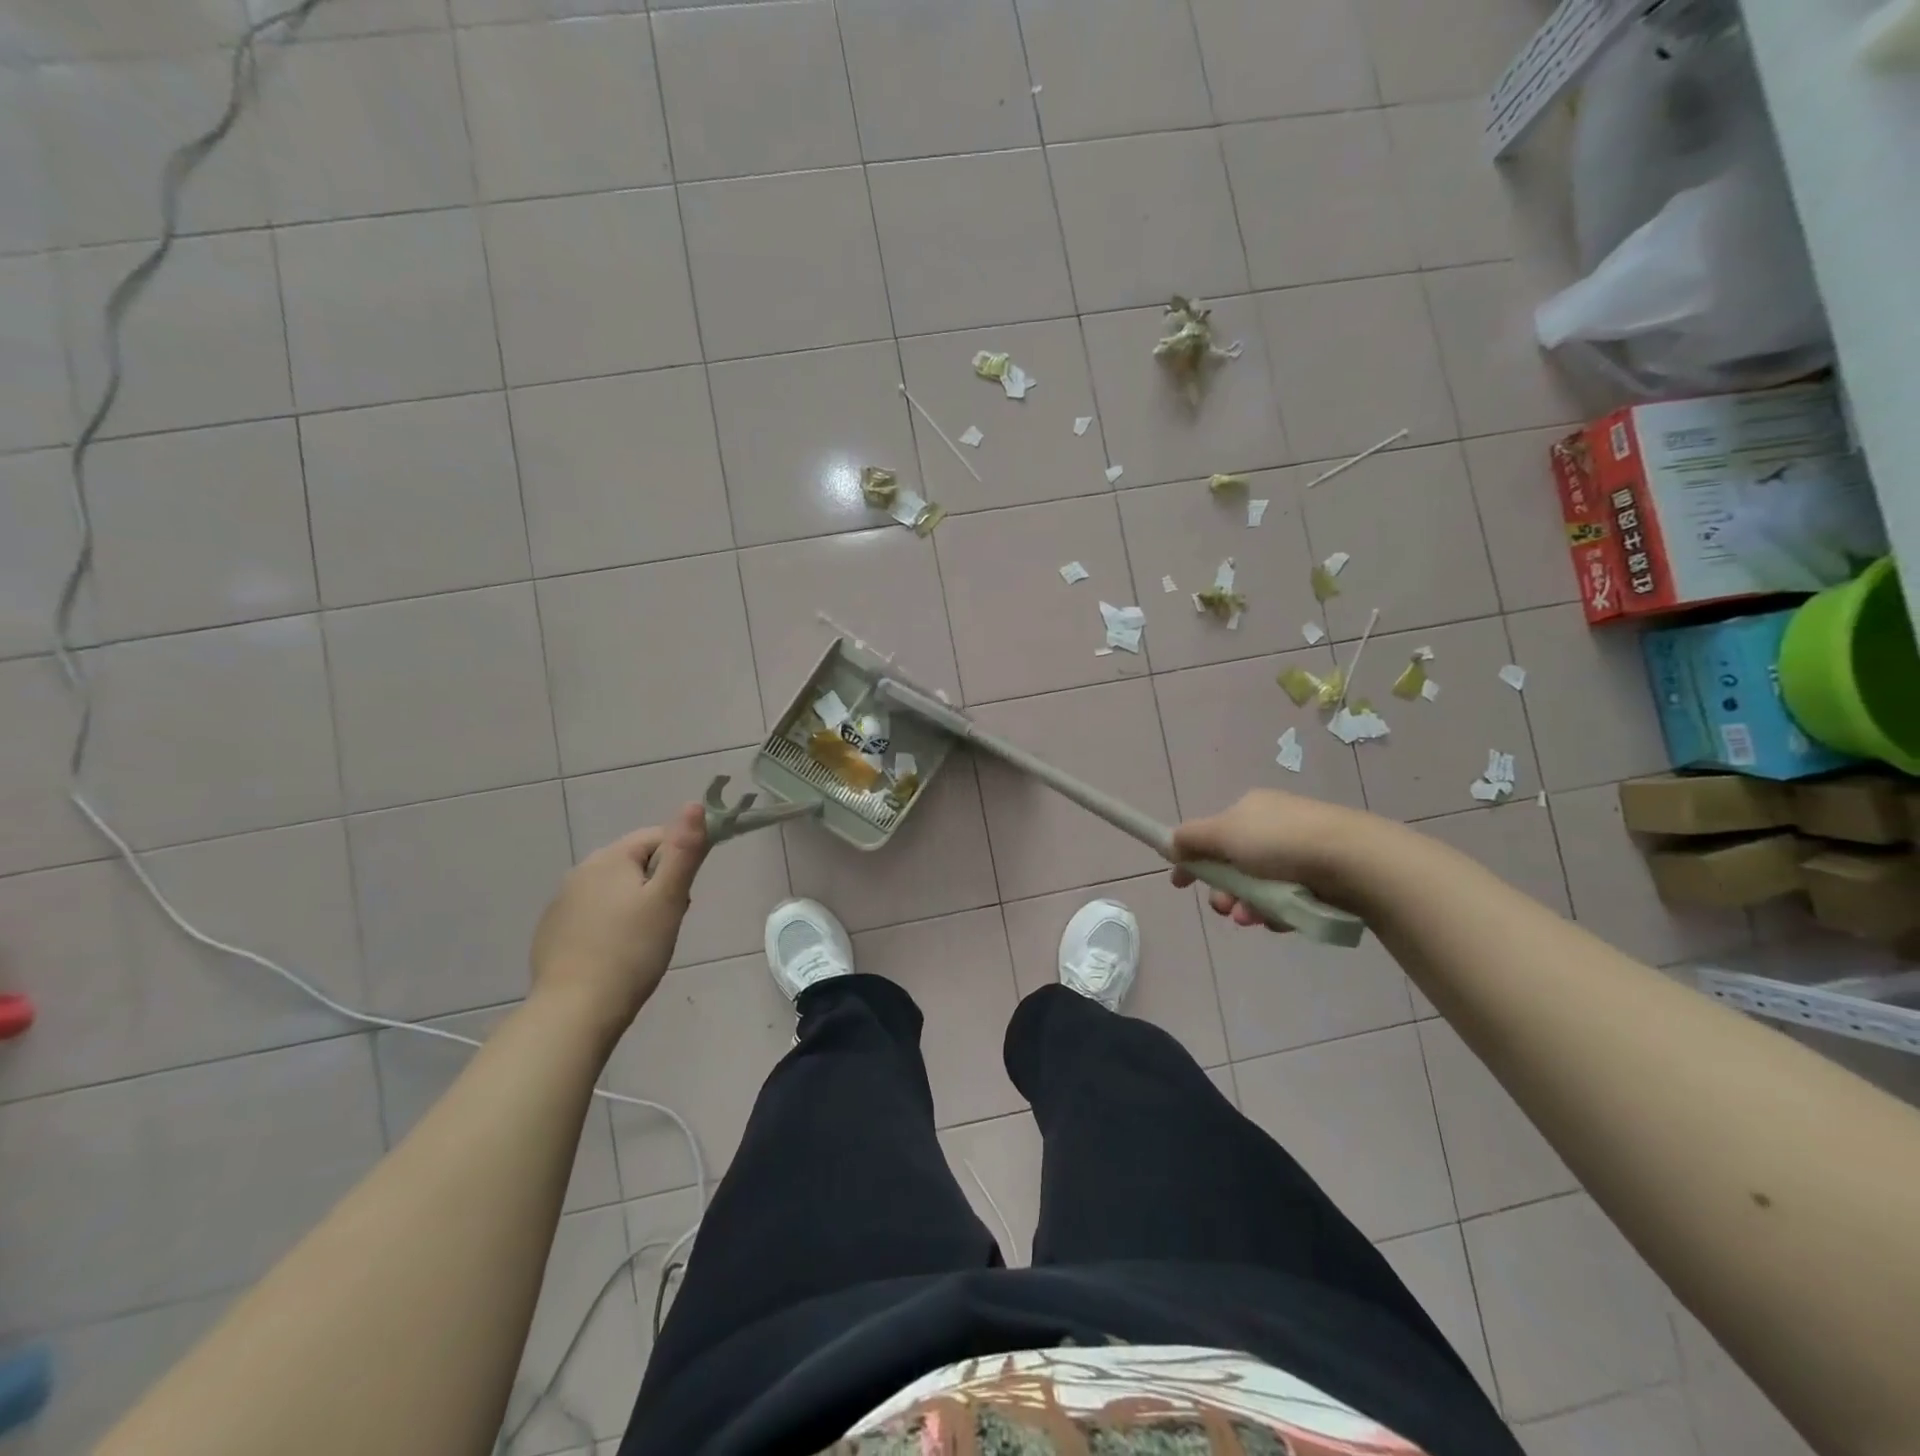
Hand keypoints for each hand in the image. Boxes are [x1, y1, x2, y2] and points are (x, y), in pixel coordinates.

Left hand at [530, 802, 708, 1026]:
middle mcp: (580, 871)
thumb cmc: (632, 950)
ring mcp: (561, 903)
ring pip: (614, 890)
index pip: (658, 838)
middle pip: (635, 864)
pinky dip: (610, 926)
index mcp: (610, 858)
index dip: (680, 861)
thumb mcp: (669, 898)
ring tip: (646, 942)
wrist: (575, 1011)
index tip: (684, 896)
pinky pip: (592, 915)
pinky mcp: (552, 932)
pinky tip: (617, 955)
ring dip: (635, 906)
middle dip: (658, 885)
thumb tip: (695, 803)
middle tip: (668, 922)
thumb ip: (685, 850)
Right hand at [1169, 790, 1378, 930]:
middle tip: (1223, 907)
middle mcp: (1273, 827)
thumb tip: (1168, 843)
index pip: (1211, 835)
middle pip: (1233, 866)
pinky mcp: (1321, 880)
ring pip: (1258, 888)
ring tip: (1252, 919)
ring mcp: (1299, 854)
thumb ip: (1190, 838)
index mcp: (1249, 809)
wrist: (1353, 860)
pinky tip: (1282, 919)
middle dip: (1223, 891)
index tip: (1180, 884)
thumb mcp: (1223, 833)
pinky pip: (1287, 900)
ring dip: (1247, 906)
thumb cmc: (1280, 842)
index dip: (1192, 859)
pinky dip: (1278, 912)